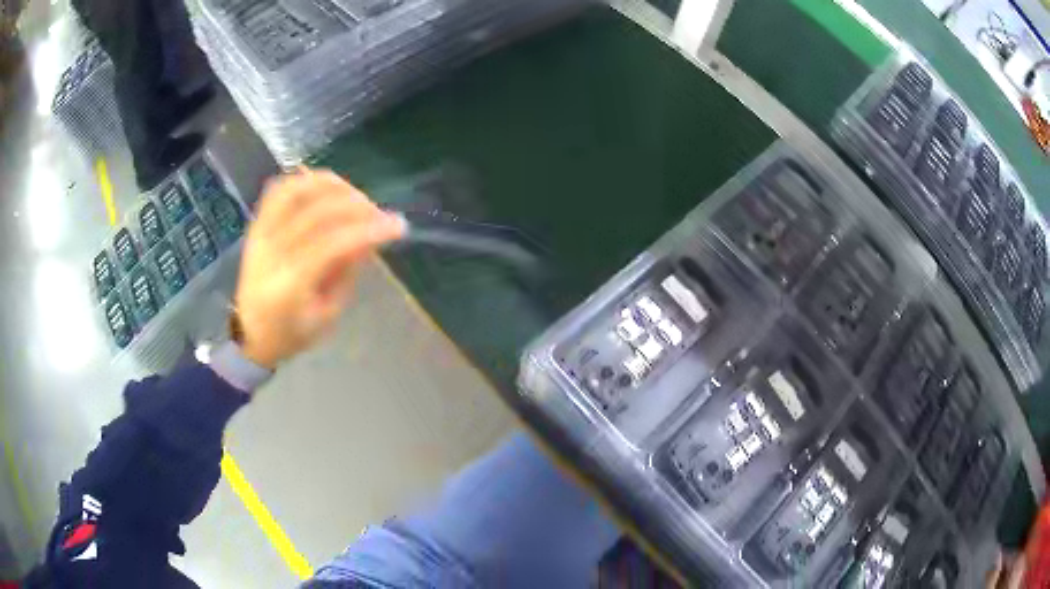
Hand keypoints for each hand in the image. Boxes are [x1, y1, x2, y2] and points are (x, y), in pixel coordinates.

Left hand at [234, 168, 404, 368]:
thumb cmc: (292, 332)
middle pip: (317, 213)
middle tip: (379, 213)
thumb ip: (348, 271)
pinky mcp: (256, 225)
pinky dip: (305, 181)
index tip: (397, 225)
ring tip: (355, 195)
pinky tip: (326, 187)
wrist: (251, 333)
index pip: (332, 244)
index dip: (368, 229)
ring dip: (332, 186)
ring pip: (296, 191)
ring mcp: (260, 234)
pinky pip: (279, 189)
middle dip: (357, 206)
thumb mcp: (328, 313)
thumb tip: (371, 235)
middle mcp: (271, 253)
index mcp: (289, 286)